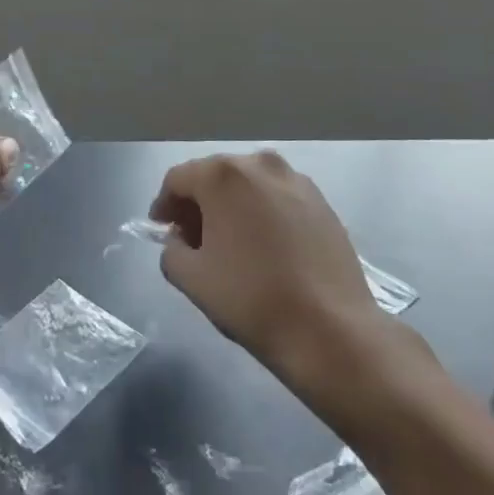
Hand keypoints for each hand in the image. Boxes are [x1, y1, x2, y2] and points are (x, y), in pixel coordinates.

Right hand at [150, 151, 396, 385]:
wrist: (331, 330)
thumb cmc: (252, 299)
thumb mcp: (191, 279)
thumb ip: (171, 250)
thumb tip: (180, 241)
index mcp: (222, 175)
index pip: (178, 179)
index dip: (164, 204)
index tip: (162, 231)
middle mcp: (260, 164)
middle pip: (215, 176)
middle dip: (198, 203)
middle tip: (192, 238)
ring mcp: (296, 181)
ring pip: (249, 185)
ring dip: (232, 206)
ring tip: (230, 243)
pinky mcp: (323, 202)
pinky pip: (277, 197)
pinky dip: (262, 212)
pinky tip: (264, 246)